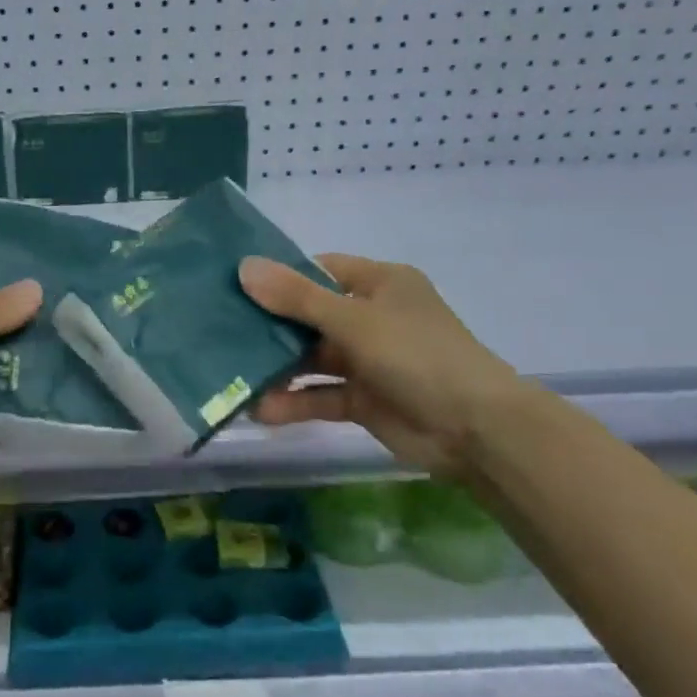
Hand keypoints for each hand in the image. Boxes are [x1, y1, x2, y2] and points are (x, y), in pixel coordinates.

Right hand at [239, 253, 525, 479]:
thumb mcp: (354, 320)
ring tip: (232, 374)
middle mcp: (371, 317)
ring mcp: (368, 360)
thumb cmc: (417, 355)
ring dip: (277, 368)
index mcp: (378, 284)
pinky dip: (293, 402)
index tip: (236, 285)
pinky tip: (259, 410)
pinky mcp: (364, 399)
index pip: (319, 270)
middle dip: (269, 325)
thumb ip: (297, 297)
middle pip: (309, 315)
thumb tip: (244, 266)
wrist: (476, 430)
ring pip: (311, 358)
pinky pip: (320, 395)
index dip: (280, 276)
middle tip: (220, 329)